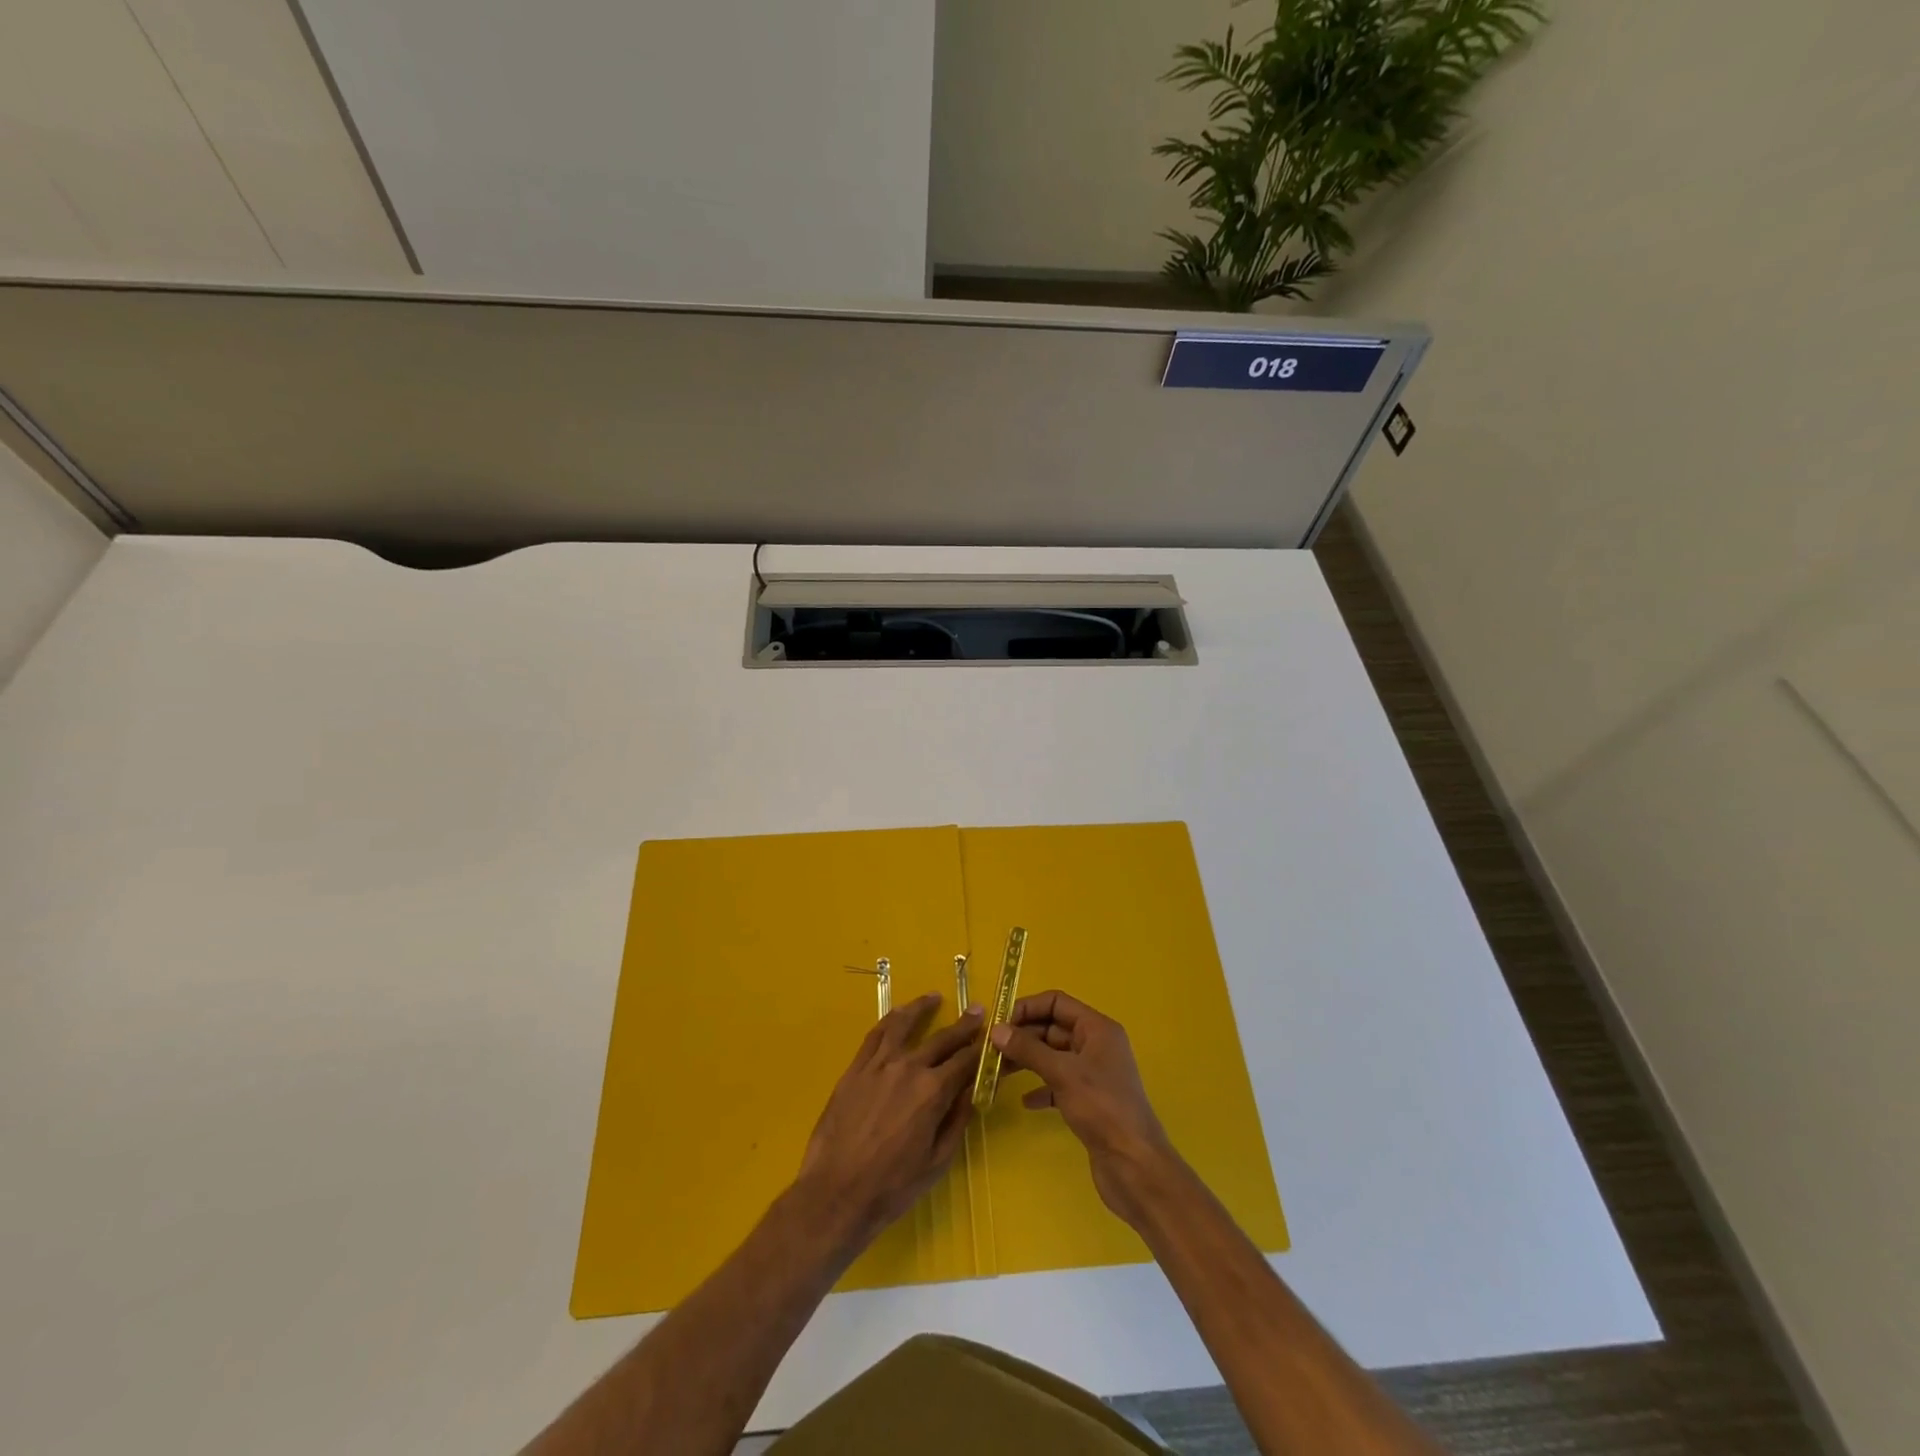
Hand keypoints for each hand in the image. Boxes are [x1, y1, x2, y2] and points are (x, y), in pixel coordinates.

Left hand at [797, 994, 983, 1250]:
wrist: (836, 1193)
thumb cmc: (892, 1186)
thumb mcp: (937, 1161)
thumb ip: (957, 1120)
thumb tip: (971, 1091)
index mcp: (933, 1092)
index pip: (965, 1062)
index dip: (981, 1050)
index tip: (992, 1038)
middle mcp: (908, 1068)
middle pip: (941, 1040)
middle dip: (963, 1026)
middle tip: (977, 1011)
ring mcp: (878, 1065)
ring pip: (904, 1025)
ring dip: (922, 1008)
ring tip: (934, 997)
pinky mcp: (855, 1069)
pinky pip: (875, 1035)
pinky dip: (890, 1020)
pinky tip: (897, 1015)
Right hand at [990, 990, 1178, 1227]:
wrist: (1134, 1166)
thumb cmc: (1102, 1109)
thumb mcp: (1063, 1073)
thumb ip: (1028, 1049)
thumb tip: (996, 1030)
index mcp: (1097, 1029)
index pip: (1057, 1002)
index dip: (1027, 1008)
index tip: (998, 1023)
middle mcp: (1096, 1045)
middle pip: (1052, 1028)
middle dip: (1022, 1036)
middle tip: (990, 1050)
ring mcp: (1093, 1074)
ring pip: (1053, 1056)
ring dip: (1027, 1061)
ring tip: (998, 1072)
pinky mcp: (1088, 1100)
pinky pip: (1058, 1083)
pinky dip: (1040, 1088)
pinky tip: (1025, 1102)